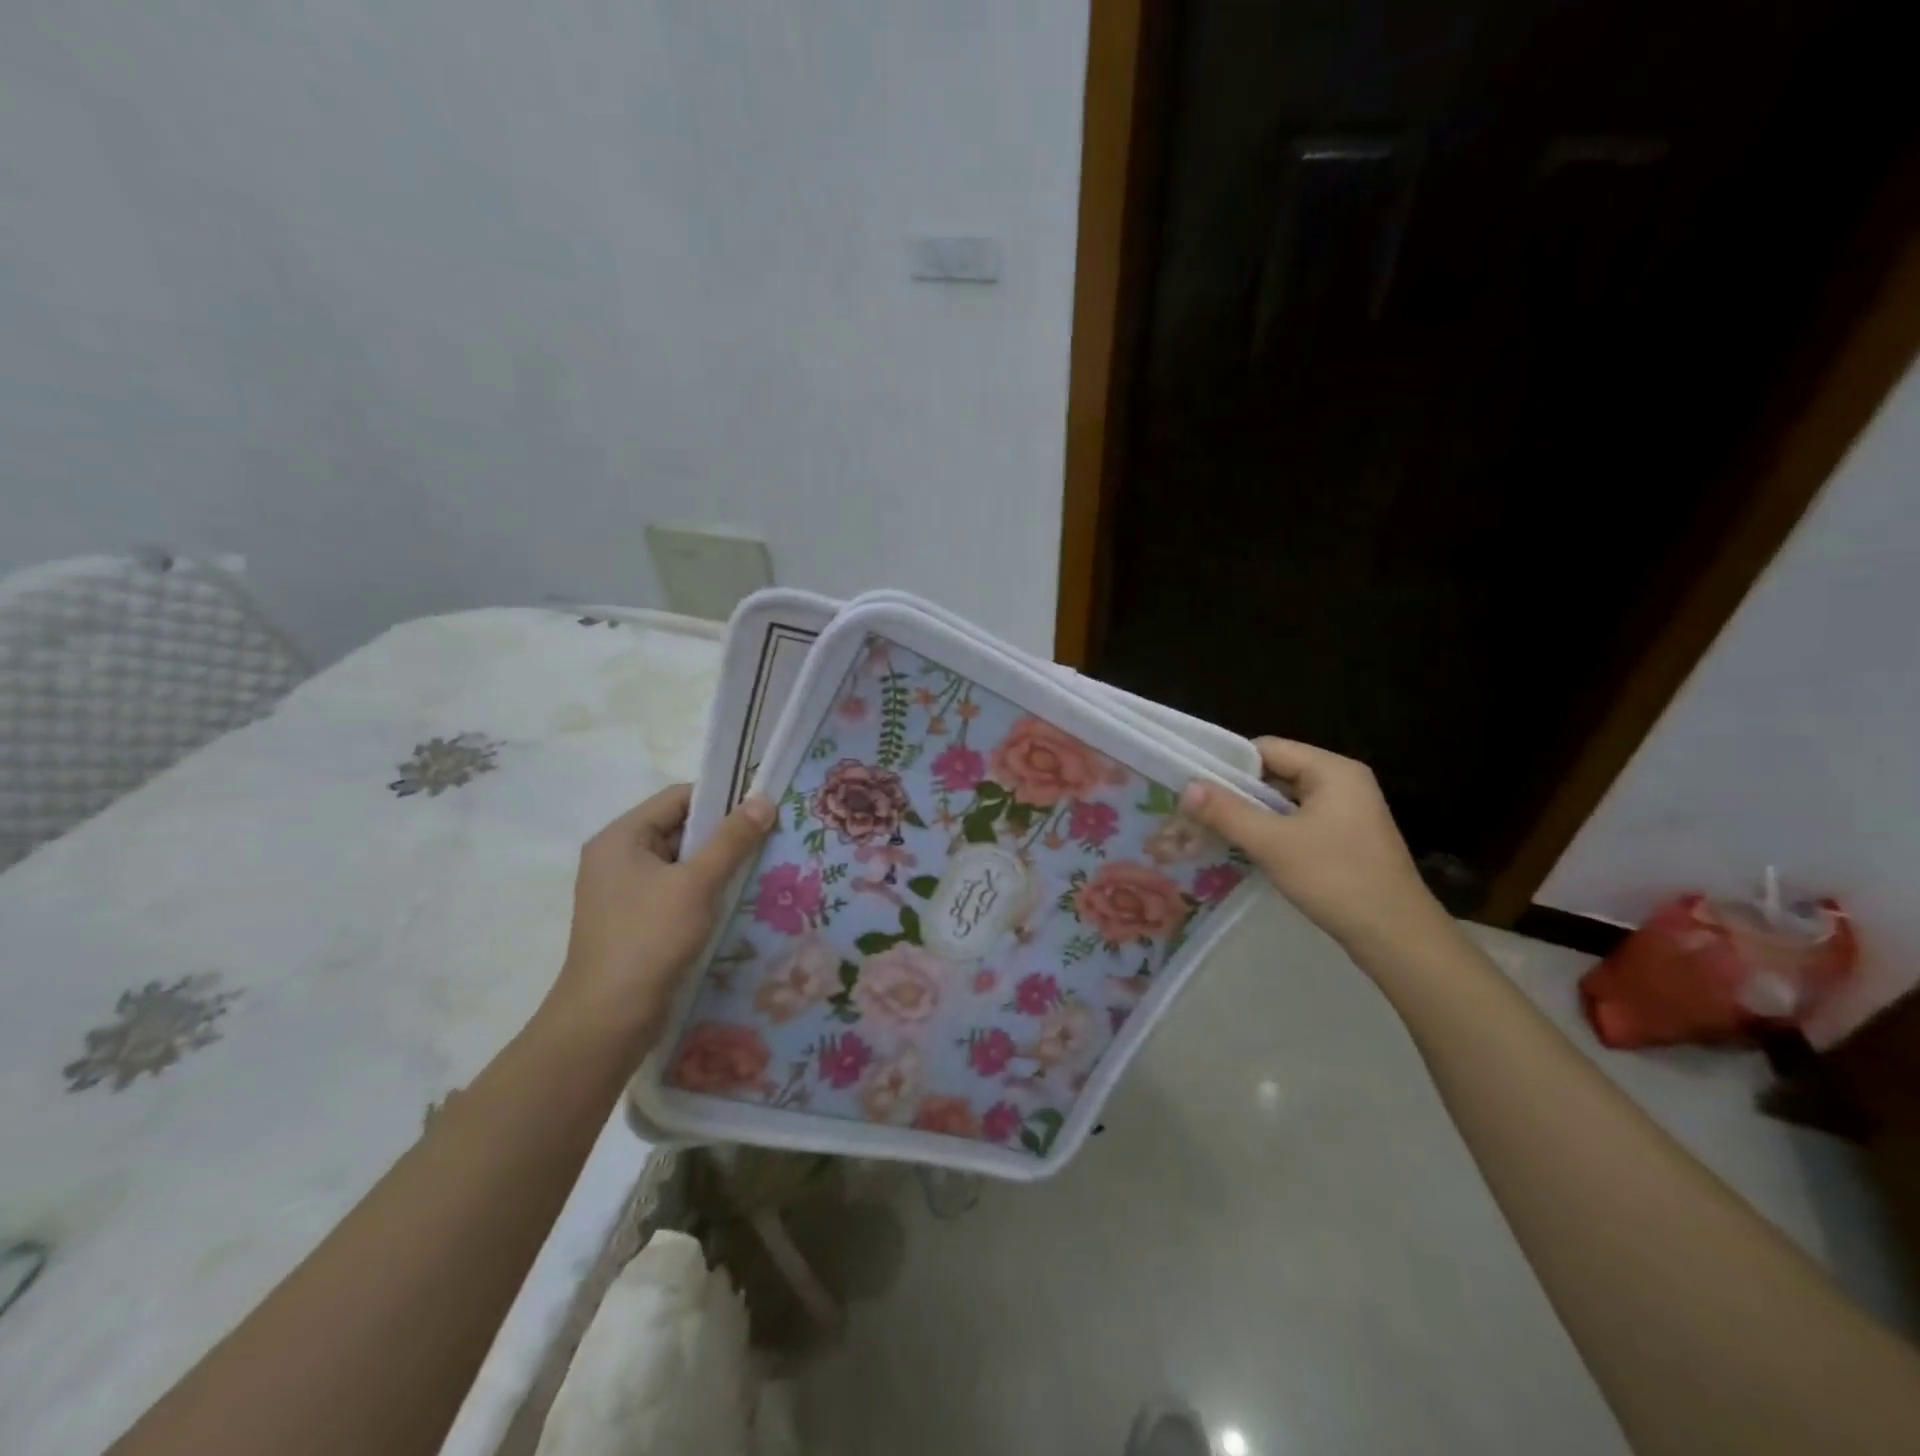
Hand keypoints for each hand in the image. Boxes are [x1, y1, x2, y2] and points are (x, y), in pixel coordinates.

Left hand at [546, 784, 773, 1042]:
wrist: (608, 1020)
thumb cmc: (649, 940)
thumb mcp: (696, 884)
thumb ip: (731, 840)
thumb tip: (763, 800)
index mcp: (620, 838)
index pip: (677, 798)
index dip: (720, 798)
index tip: (761, 809)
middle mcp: (617, 858)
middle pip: (679, 829)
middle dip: (723, 834)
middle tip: (768, 838)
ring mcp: (624, 892)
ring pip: (681, 863)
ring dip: (717, 865)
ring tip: (760, 868)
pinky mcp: (635, 921)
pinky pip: (676, 891)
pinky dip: (705, 891)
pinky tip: (736, 900)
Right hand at [1180, 737, 1451, 956]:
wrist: (1397, 938)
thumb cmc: (1336, 879)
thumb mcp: (1273, 843)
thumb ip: (1227, 812)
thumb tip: (1187, 787)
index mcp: (1332, 770)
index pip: (1268, 748)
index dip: (1229, 764)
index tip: (1196, 787)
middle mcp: (1343, 782)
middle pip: (1276, 773)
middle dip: (1236, 792)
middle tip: (1196, 811)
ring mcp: (1347, 812)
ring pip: (1285, 801)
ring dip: (1251, 814)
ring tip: (1212, 830)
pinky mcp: (1346, 840)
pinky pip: (1298, 822)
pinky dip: (1271, 832)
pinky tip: (1246, 850)